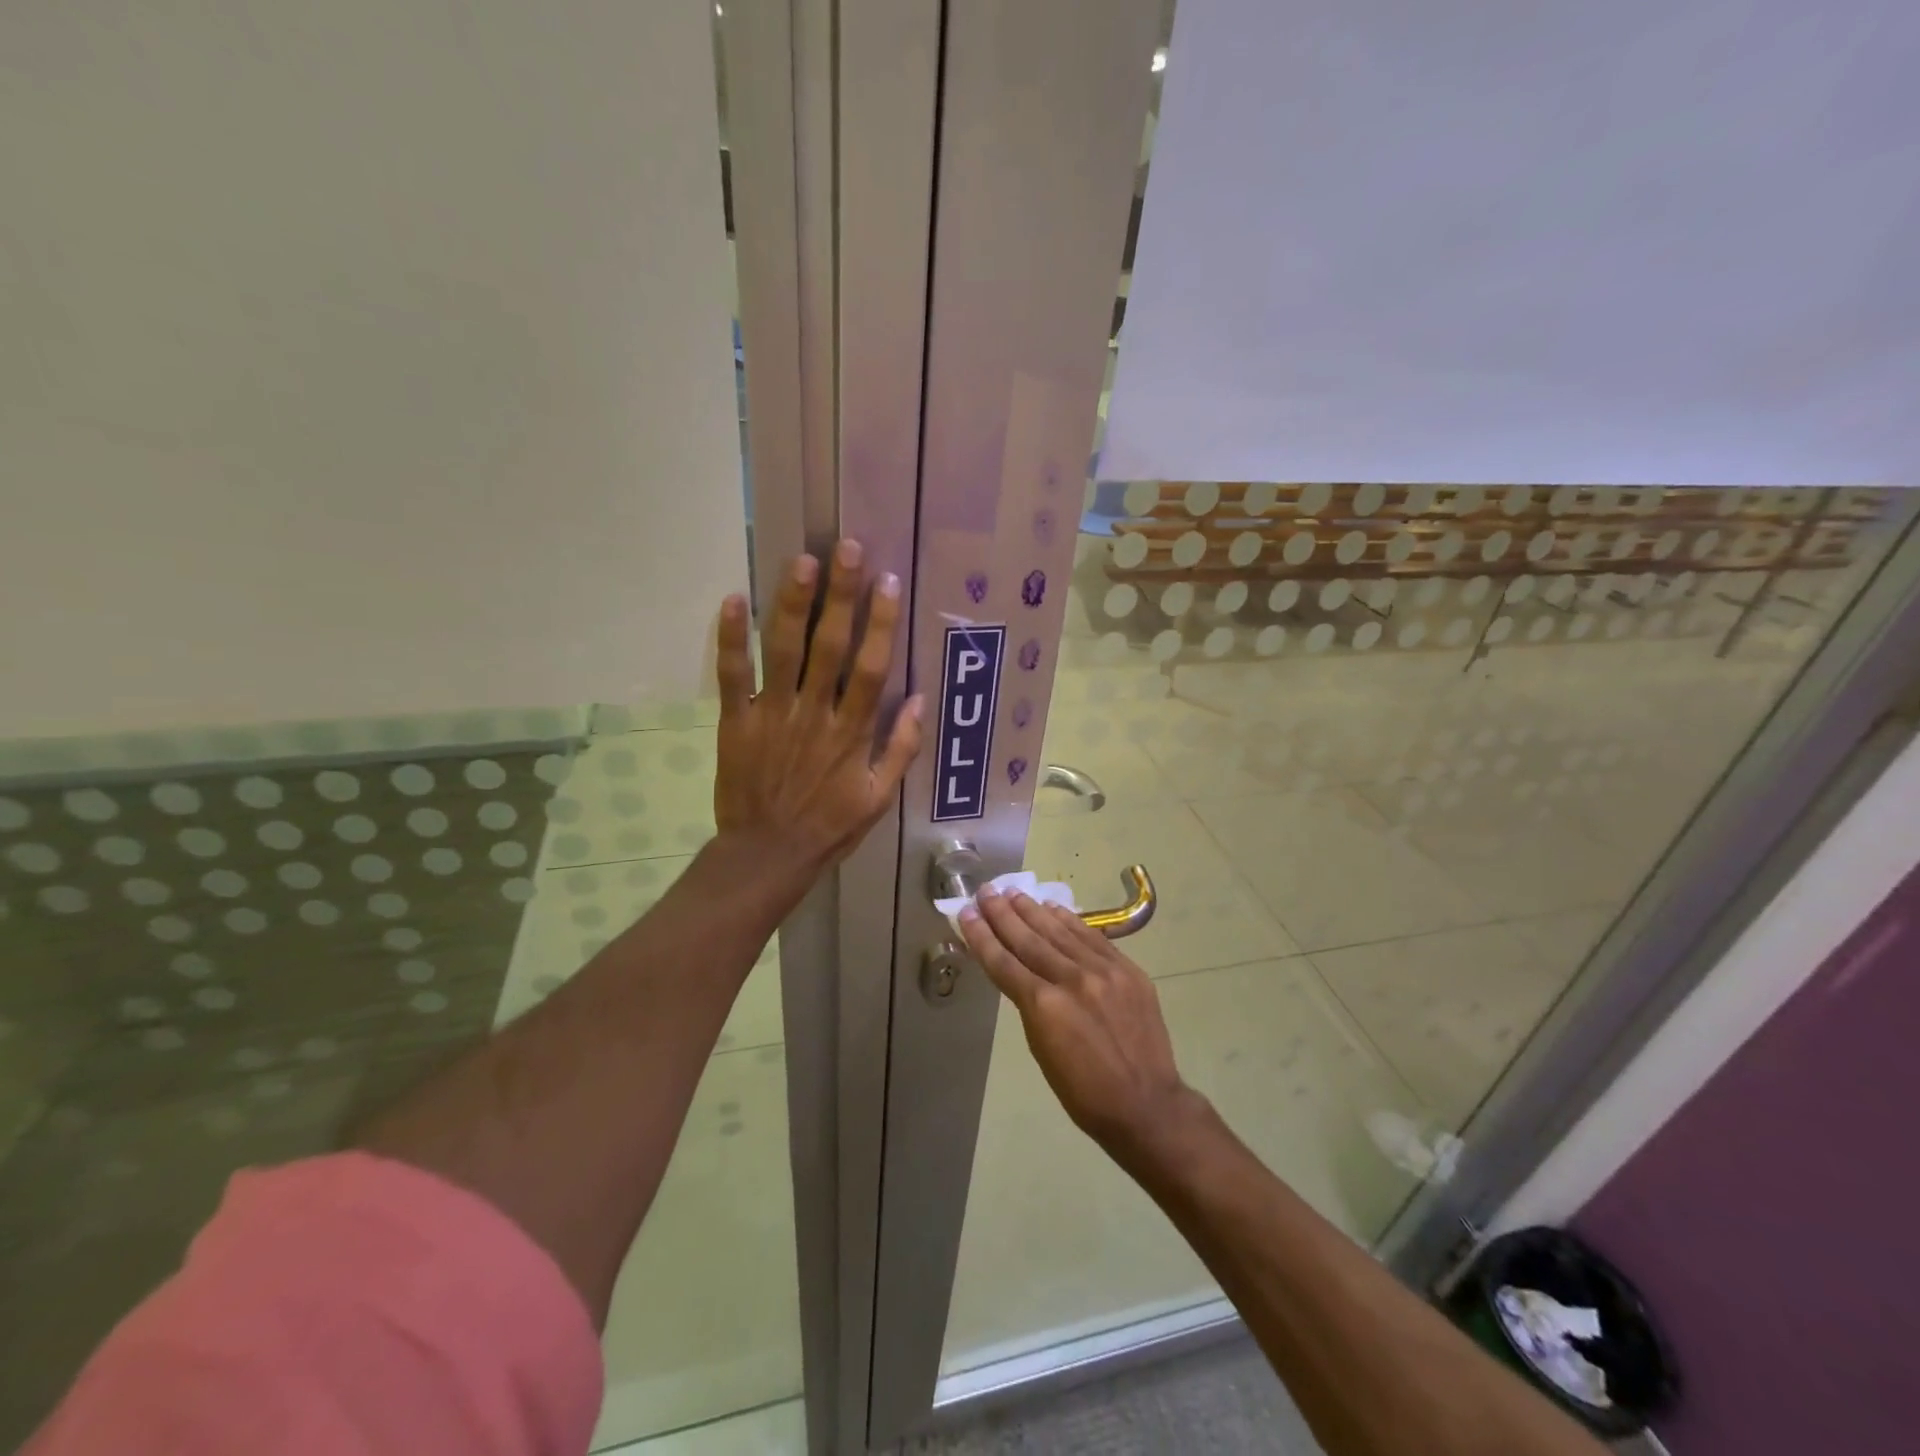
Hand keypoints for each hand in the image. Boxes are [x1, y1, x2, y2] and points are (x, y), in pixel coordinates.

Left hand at [714, 540, 923, 875]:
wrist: (767, 854)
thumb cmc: (829, 827)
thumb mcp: (880, 798)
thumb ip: (902, 750)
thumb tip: (921, 701)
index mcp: (851, 733)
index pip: (870, 668)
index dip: (880, 623)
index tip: (887, 582)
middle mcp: (814, 714)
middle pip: (828, 646)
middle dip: (839, 595)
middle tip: (846, 549)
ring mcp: (772, 715)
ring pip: (782, 650)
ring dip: (791, 603)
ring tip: (801, 561)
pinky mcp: (736, 721)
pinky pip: (732, 675)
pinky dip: (730, 639)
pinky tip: (732, 598)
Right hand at [959, 888, 1207, 1163]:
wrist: (1146, 1104)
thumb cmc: (1084, 1092)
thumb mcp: (1042, 1050)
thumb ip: (1030, 1004)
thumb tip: (1020, 971)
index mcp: (1044, 1006)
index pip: (1004, 962)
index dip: (982, 936)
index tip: (967, 912)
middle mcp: (1071, 979)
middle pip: (1029, 939)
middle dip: (1003, 914)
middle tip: (986, 891)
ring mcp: (1103, 971)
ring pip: (1059, 932)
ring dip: (1033, 910)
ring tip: (1013, 892)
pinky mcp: (1127, 969)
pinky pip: (1091, 937)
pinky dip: (1069, 921)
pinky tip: (1053, 908)